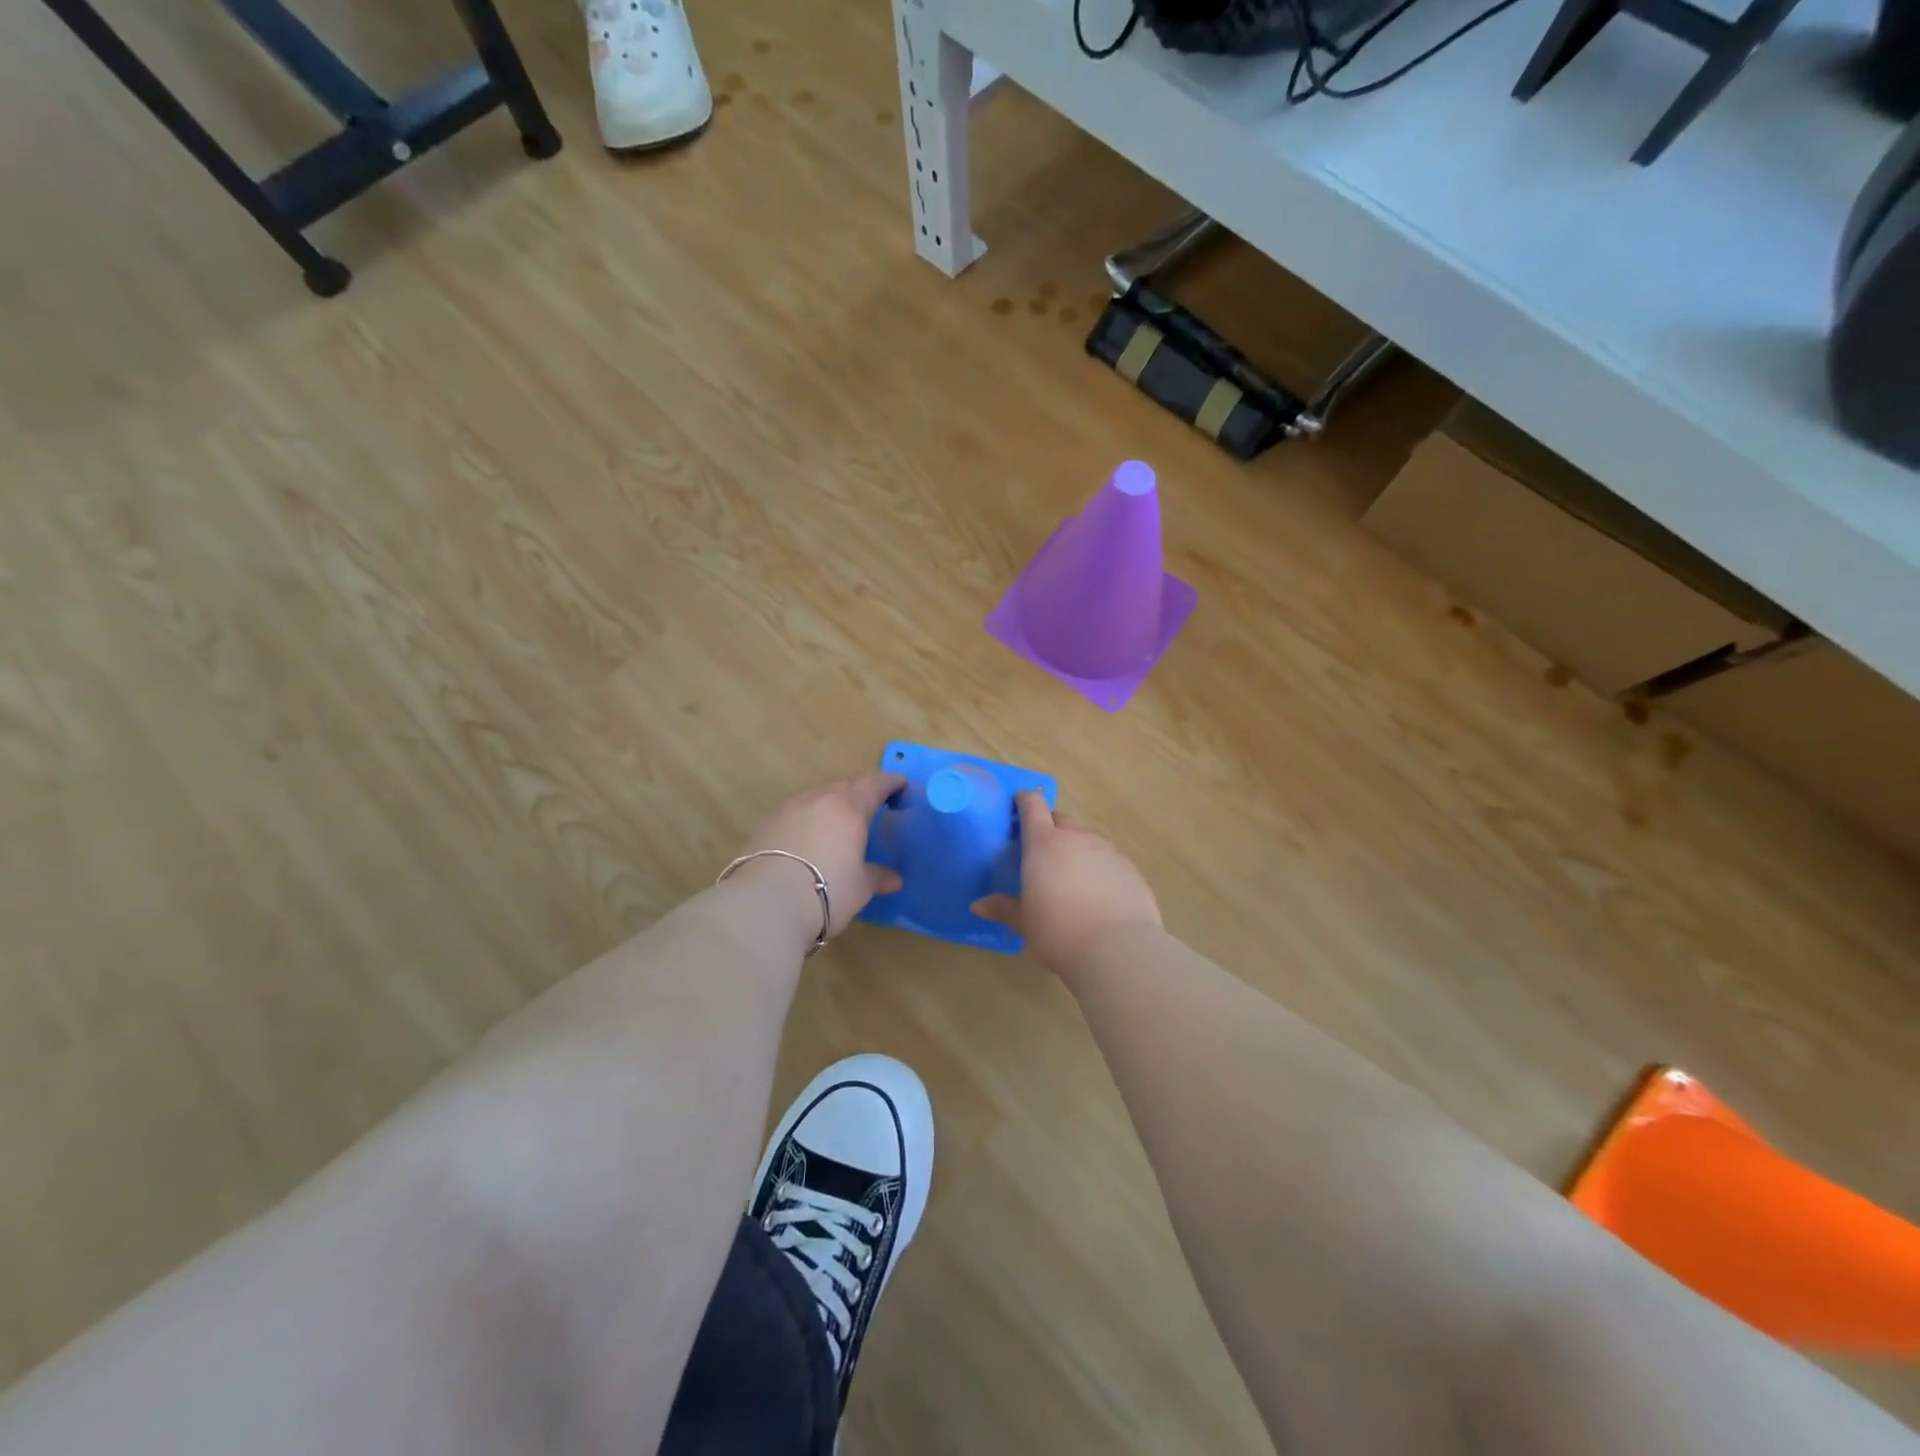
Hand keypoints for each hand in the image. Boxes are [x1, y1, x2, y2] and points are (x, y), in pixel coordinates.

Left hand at [734, 772, 905, 938]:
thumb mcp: (860, 887)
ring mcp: (788, 808)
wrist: (766, 902)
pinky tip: (806, 839)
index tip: (900, 785)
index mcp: (849, 807)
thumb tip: (895, 879)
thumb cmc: (827, 891)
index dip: (890, 783)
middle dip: (859, 793)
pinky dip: (806, 820)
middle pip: (844, 786)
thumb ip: (877, 876)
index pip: (874, 784)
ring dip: (829, 805)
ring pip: (816, 797)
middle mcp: (819, 799)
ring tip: (836, 824)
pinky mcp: (765, 823)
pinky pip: (794, 813)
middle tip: (869, 808)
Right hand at [973, 792, 1161, 971]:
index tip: (1019, 804)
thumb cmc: (1058, 931)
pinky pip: (1110, 859)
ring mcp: (1107, 850)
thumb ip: (1003, 908)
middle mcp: (1077, 838)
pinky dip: (1101, 867)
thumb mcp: (1025, 922)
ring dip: (1077, 848)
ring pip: (1088, 838)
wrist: (1116, 949)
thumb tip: (978, 906)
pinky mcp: (1130, 868)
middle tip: (1042, 852)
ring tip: (1072, 876)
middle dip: (1050, 828)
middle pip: (1061, 820)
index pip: (1032, 807)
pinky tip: (1100, 893)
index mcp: (1044, 844)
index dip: (1025, 801)